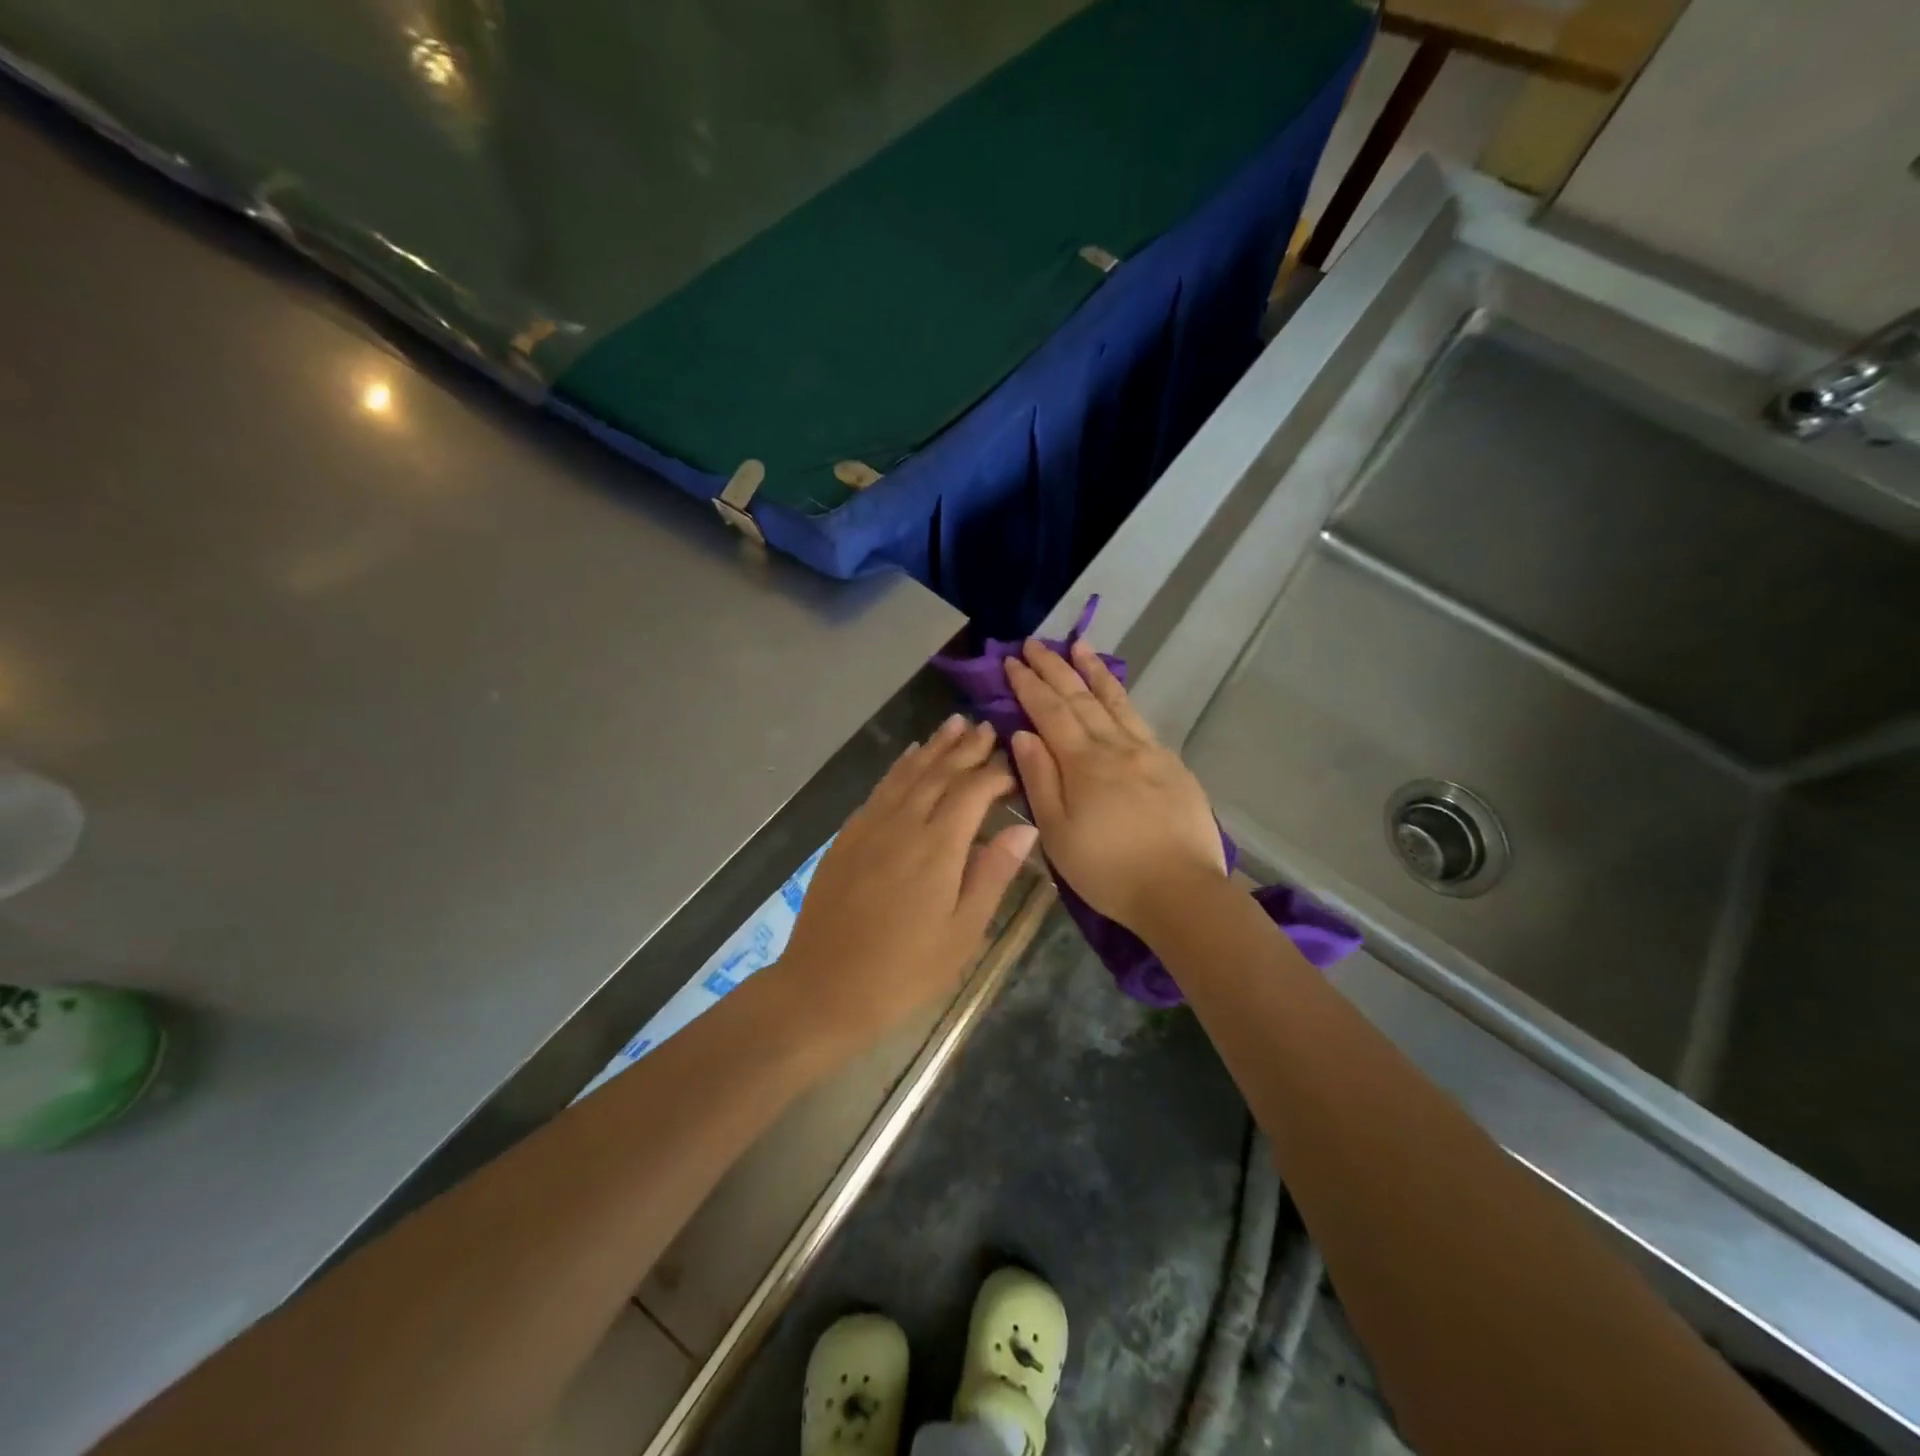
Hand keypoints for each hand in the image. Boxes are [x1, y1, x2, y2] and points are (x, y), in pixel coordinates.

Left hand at [774, 716, 1036, 1055]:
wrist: (823, 987)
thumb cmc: (904, 971)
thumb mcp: (962, 933)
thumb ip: (992, 874)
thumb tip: (1023, 828)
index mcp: (938, 847)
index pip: (973, 791)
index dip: (995, 773)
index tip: (1014, 764)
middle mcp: (903, 824)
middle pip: (939, 773)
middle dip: (965, 748)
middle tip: (986, 726)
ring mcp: (870, 826)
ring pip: (907, 774)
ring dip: (933, 747)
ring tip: (953, 724)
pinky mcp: (847, 836)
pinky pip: (880, 789)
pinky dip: (900, 767)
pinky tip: (909, 758)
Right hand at [1005, 639, 1224, 931]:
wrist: (1180, 890)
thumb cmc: (1108, 870)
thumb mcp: (1057, 833)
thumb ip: (1039, 779)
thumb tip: (1022, 734)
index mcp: (1083, 763)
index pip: (1049, 712)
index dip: (1028, 685)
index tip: (1011, 661)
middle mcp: (1115, 746)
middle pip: (1080, 698)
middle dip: (1054, 668)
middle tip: (1034, 643)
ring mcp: (1147, 751)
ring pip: (1115, 700)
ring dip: (1093, 670)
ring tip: (1078, 645)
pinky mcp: (1171, 764)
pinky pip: (1139, 718)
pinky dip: (1122, 696)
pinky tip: (1116, 690)